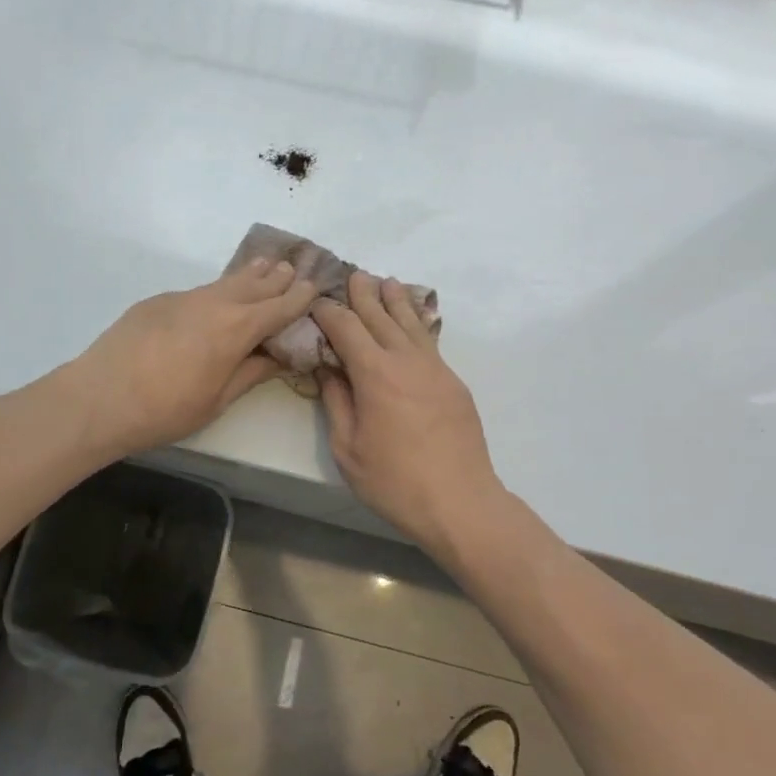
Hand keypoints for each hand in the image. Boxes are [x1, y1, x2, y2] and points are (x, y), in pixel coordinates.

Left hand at [68, 259, 318, 454]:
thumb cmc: (165, 410)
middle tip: (294, 267)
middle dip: (276, 278)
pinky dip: (216, 290)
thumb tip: (279, 357)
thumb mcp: (217, 400)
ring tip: (265, 264)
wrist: (99, 398)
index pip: (278, 307)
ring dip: (248, 275)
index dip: (299, 297)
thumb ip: (251, 373)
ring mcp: (182, 298)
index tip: (315, 286)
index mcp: (236, 329)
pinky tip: (215, 298)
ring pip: (224, 282)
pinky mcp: (157, 301)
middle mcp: (214, 304)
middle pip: (254, 285)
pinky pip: (197, 292)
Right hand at [314, 271, 502, 553]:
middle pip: (381, 316)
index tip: (316, 300)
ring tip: (386, 281)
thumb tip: (326, 368)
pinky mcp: (453, 382)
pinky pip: (430, 341)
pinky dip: (417, 323)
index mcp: (374, 373)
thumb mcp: (347, 447)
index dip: (329, 311)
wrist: (460, 501)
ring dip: (395, 300)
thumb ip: (336, 401)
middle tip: (352, 274)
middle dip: (364, 294)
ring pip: (411, 323)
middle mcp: (406, 360)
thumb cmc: (394, 480)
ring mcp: (435, 368)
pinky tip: (413, 320)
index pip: (347, 328)